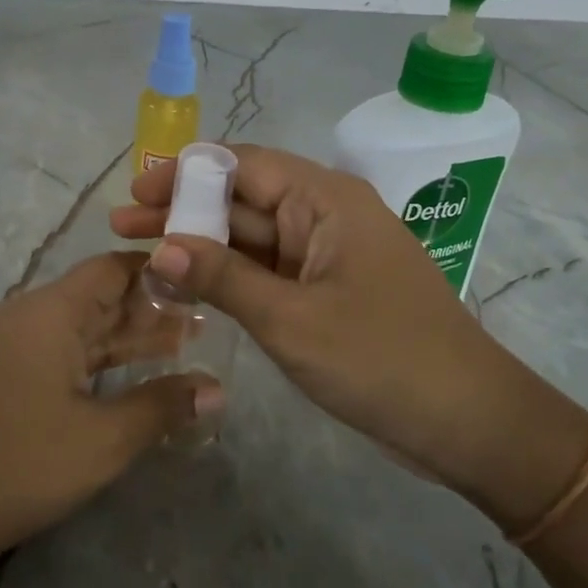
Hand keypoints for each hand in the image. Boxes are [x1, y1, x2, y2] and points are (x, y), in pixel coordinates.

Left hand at [0, 252, 215, 569]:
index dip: (160, 272)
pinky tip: (126, 377)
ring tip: (183, 345)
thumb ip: (162, 407)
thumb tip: (217, 388)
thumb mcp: (101, 441)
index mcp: (52, 312)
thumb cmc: (15, 466)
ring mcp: (8, 344)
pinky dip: (97, 360)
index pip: (115, 268)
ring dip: (127, 337)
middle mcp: (29, 314)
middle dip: (152, 308)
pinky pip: (59, 352)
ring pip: (80, 328)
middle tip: (207, 321)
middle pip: (100, 296)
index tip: (204, 282)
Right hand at [109, 146, 556, 496]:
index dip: (182, 174)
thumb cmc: (382, 360)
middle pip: (241, 199)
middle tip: (119, 226)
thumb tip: (161, 247)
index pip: (241, 165)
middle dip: (181, 211)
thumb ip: (223, 277)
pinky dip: (228, 277)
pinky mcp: (326, 291)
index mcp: (325, 199)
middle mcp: (325, 215)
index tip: (134, 194)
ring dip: (200, 246)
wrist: (468, 422)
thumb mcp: (291, 319)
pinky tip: (186, 287)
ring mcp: (326, 255)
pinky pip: (268, 271)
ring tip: (139, 255)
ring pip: (251, 238)